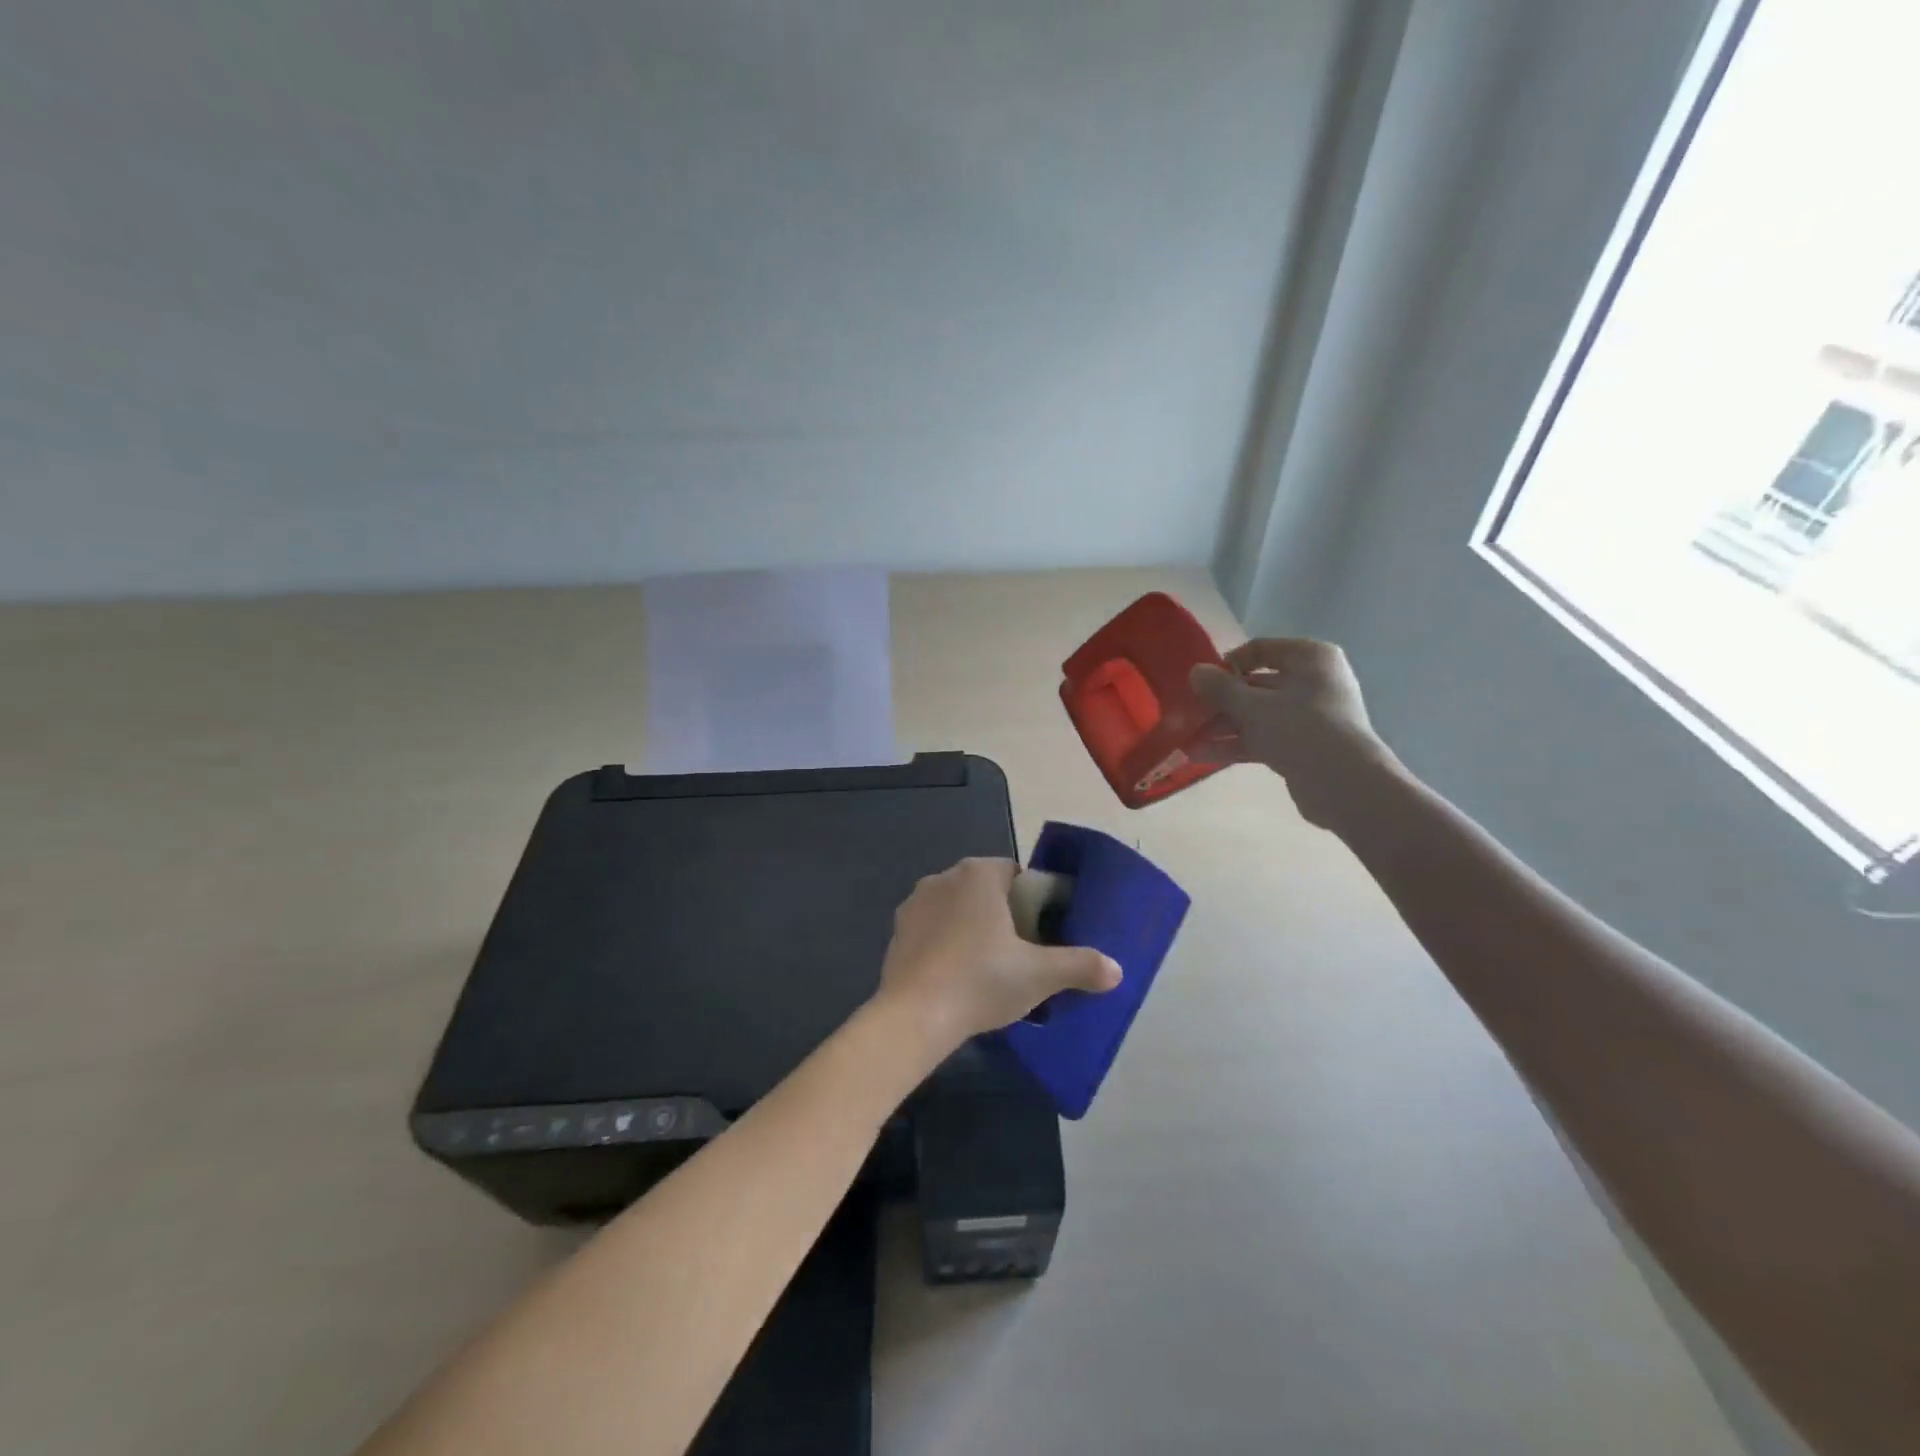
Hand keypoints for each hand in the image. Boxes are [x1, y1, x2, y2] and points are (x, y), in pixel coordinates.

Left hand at [874, 858, 1121, 1054]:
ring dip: (972, 929)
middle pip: (985, 890)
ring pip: (956, 909)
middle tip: (1021, 954)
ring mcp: (915, 903)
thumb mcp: (1040, 975)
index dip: (1032, 900)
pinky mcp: (897, 932)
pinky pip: (932, 930)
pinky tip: (956, 977)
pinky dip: (945, 945)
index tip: (1042, 933)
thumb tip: (1116, 970)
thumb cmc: (981, 980)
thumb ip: (1080, 966)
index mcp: (979, 874)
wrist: (914, 1015)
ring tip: (989, 969)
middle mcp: (943, 877)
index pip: (1015, 874)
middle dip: (1003, 915)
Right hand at [1190, 638, 1397, 829]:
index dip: (1228, 664)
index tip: (1202, 682)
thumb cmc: (1300, 729)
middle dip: (1220, 703)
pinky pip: (1264, 738)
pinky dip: (1237, 744)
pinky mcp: (1304, 746)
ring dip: (1222, 727)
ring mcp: (1310, 716)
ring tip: (1188, 742)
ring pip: (1257, 715)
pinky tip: (1203, 756)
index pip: (1260, 649)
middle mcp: (1313, 681)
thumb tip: (1195, 671)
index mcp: (1310, 658)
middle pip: (1256, 685)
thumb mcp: (1252, 706)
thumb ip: (1220, 688)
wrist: (1344, 785)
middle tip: (1189, 715)